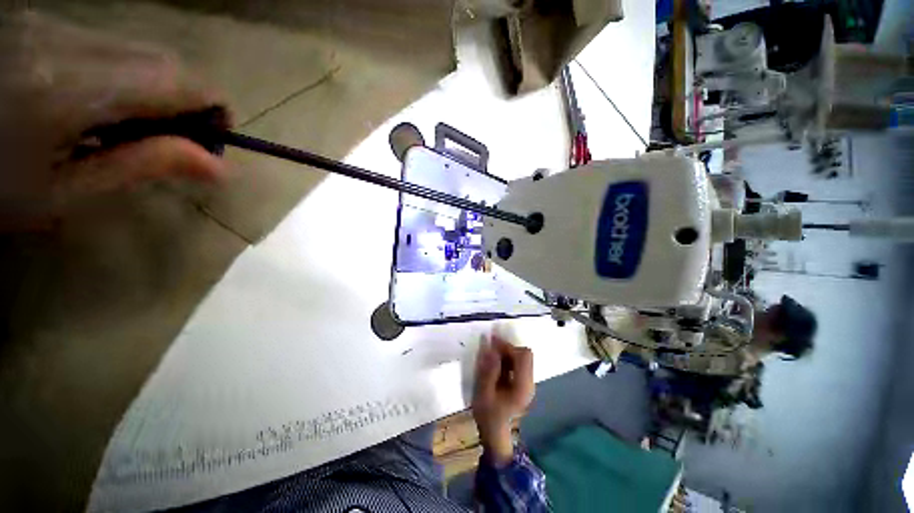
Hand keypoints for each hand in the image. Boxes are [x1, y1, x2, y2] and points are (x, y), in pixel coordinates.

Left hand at [0, 11, 229, 230]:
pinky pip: (109, 45)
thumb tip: (218, 167)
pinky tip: (98, 103)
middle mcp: (78, 43)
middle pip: (166, 61)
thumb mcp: (65, 191)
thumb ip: (142, 167)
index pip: (186, 83)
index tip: (214, 143)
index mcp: (82, 88)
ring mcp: (60, 26)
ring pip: (140, 51)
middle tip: (174, 142)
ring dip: (154, 89)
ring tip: (129, 127)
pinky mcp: (47, 23)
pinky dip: (123, 75)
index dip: (216, 110)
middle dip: (187, 101)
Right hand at [472, 335, 534, 465]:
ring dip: (506, 353)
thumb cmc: (489, 417)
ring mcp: (527, 383)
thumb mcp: (484, 393)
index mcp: (523, 385)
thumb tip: (491, 347)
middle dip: (507, 348)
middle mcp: (529, 382)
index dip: (508, 346)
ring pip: (520, 358)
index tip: (492, 343)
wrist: (496, 437)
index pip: (523, 355)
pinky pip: (517, 365)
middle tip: (489, 348)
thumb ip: (489, 369)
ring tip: (489, 355)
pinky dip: (506, 360)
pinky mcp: (522, 384)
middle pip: (524, 355)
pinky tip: (494, 364)